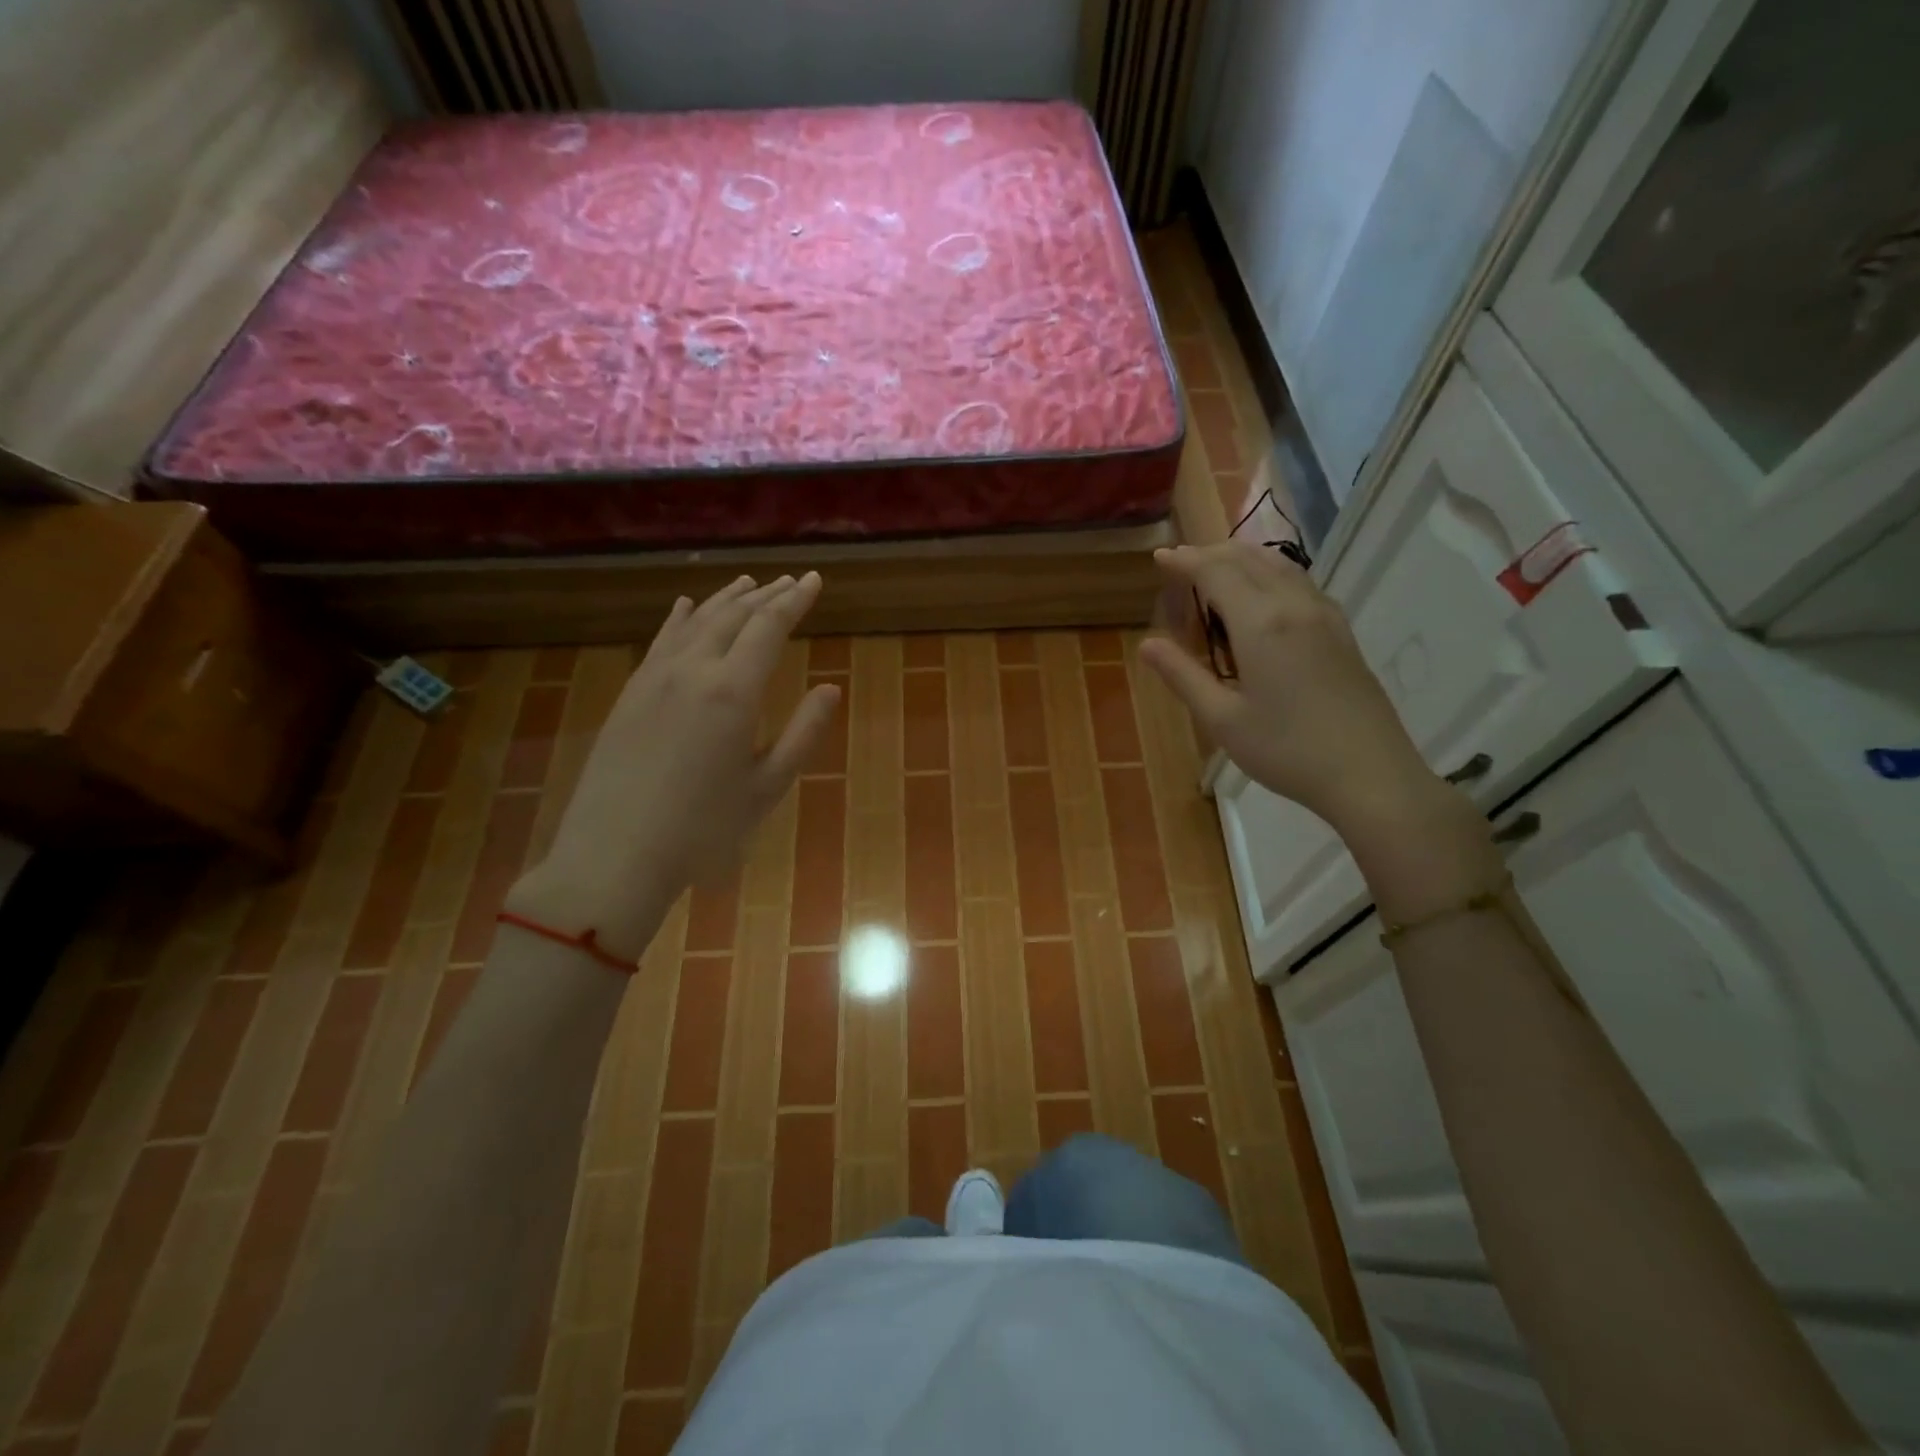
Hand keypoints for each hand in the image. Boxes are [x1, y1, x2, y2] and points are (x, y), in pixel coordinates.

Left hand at [506, 573, 838, 959]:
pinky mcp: (629, 694)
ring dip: (726, 600)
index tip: (814, 580)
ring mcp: (653, 679)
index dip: (795, 600)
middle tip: (791, 581)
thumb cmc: (703, 830)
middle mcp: (692, 670)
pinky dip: (679, 619)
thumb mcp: (767, 788)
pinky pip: (660, 641)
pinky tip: (686, 607)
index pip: (769, 627)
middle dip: (766, 595)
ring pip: (695, 622)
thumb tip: (830, 690)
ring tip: (748, 583)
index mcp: (733, 691)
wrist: (614, 856)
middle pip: (733, 616)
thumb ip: (803, 733)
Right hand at [1140, 543, 1449, 840]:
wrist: (1369, 774)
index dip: (1186, 562)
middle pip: (1249, 559)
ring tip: (1217, 567)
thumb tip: (1147, 645)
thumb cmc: (1286, 750)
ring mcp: (1325, 616)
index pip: (1216, 573)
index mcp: (1261, 623)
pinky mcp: (1342, 632)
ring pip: (1280, 566)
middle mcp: (1294, 606)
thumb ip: (1183, 676)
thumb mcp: (1222, 719)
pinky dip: (1270, 573)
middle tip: (1182, 562)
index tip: (1160, 557)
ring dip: (1243, 558)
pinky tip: (1263, 594)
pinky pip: (1300, 583)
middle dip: (1211, 553)